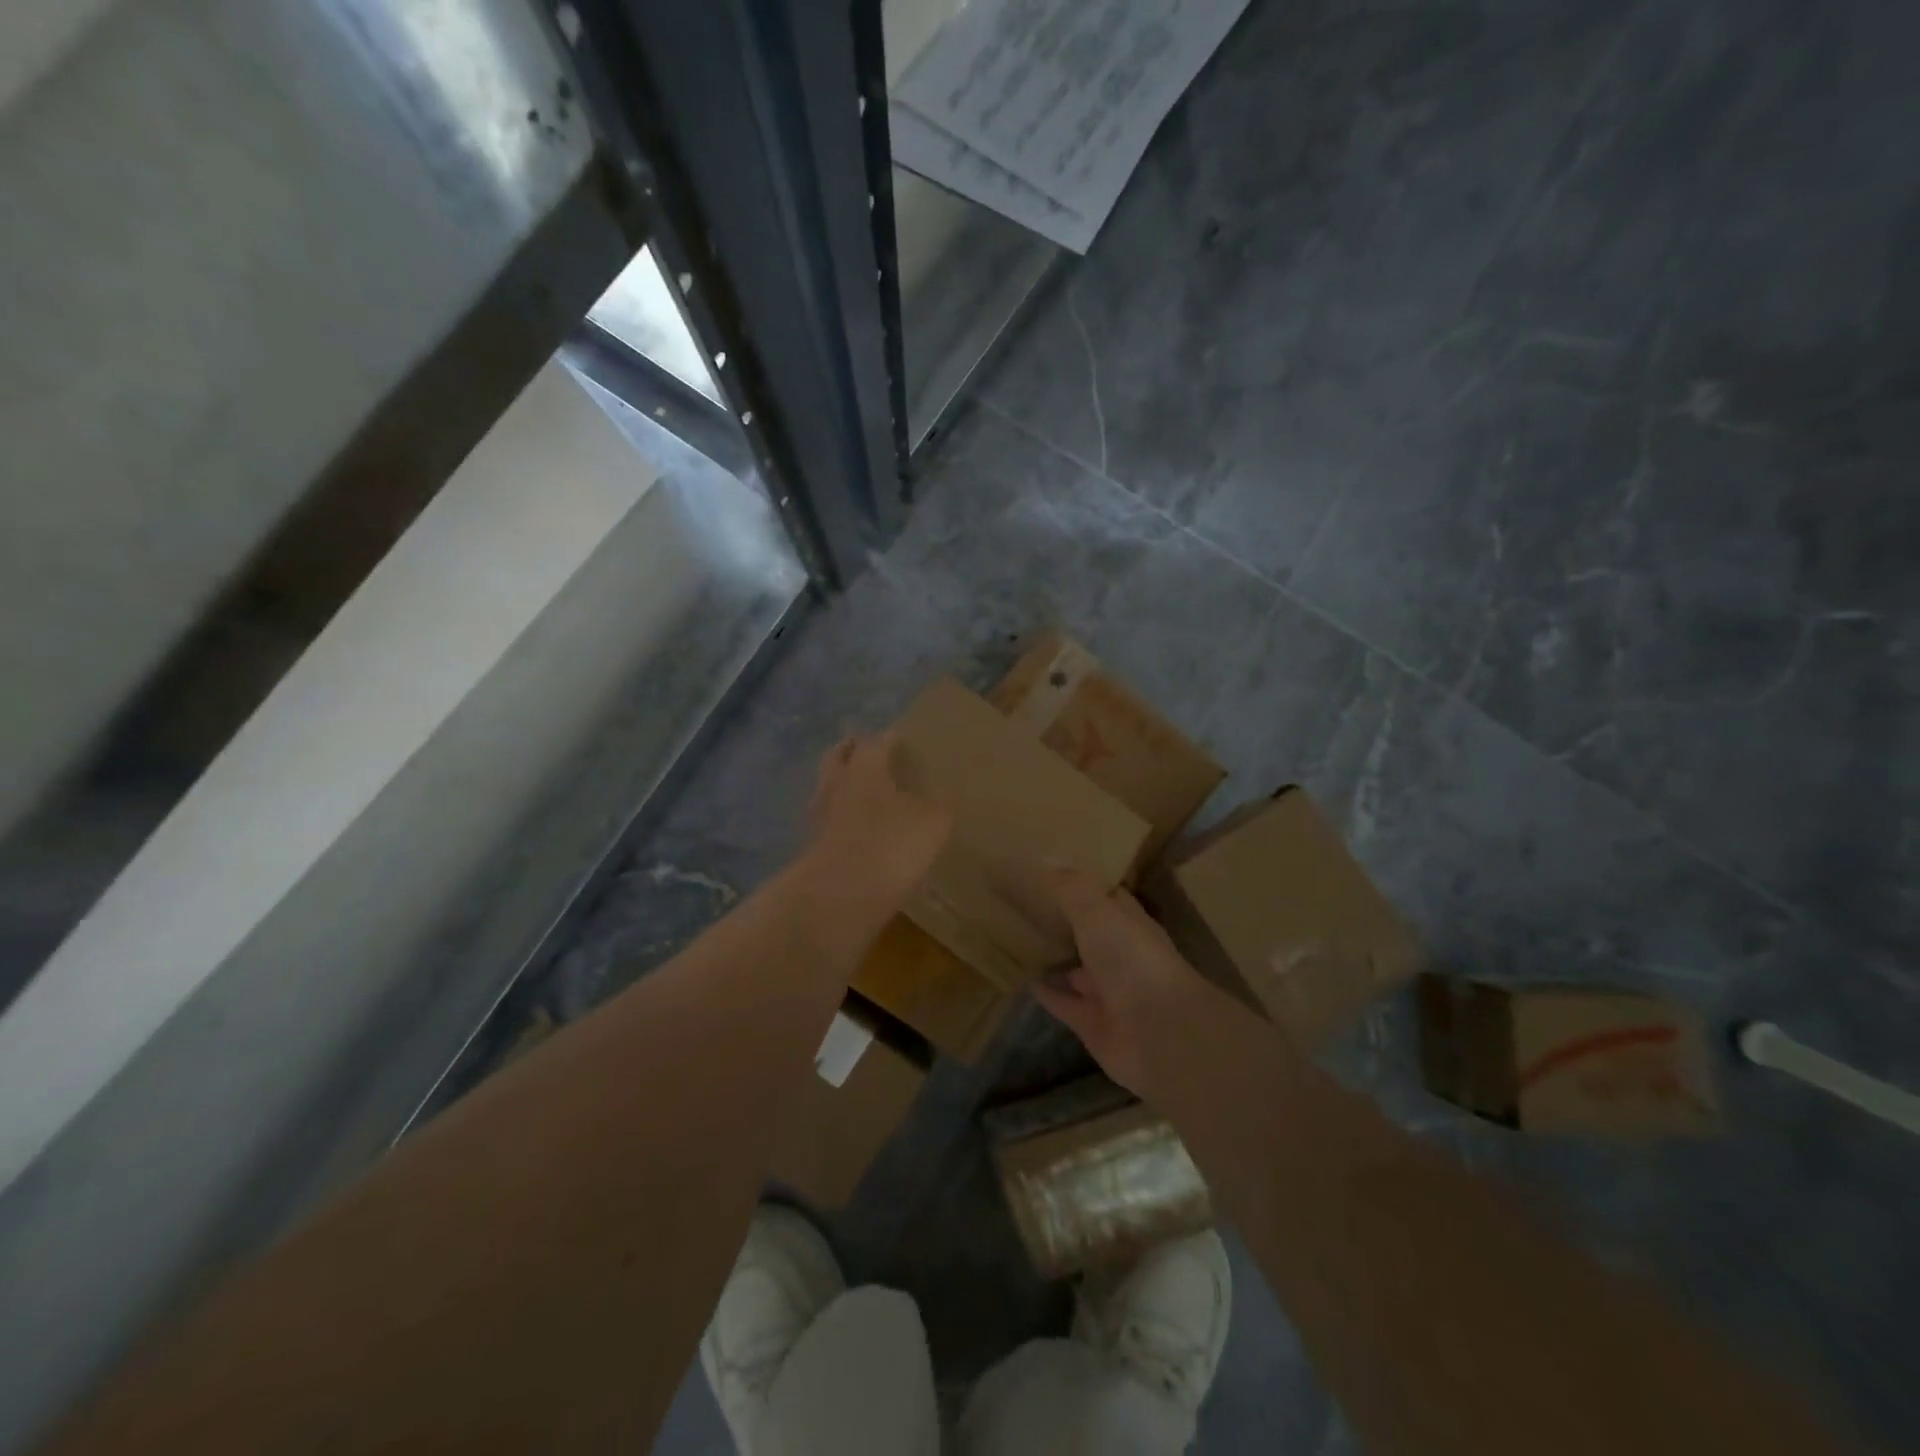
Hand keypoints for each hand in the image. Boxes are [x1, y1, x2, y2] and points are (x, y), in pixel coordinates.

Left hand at [803, 732, 951, 917]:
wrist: (837, 901)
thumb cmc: (889, 846)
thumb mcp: (932, 824)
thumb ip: (938, 807)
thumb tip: (938, 803)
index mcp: (863, 769)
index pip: (874, 742)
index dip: (889, 739)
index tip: (900, 739)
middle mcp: (836, 787)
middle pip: (838, 758)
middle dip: (852, 752)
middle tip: (870, 754)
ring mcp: (819, 820)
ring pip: (830, 791)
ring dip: (845, 788)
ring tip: (869, 796)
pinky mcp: (814, 852)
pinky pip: (831, 826)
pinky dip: (844, 824)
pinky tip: (862, 836)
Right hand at [1026, 867, 1210, 1096]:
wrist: (1160, 1034)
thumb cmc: (1132, 960)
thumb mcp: (1098, 911)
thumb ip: (1071, 887)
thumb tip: (1045, 858)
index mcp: (1128, 922)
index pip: (1104, 895)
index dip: (1079, 881)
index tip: (1047, 867)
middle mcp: (1120, 954)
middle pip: (1087, 931)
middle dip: (1061, 918)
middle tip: (1020, 899)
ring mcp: (1106, 990)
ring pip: (1074, 968)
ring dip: (1051, 955)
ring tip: (1014, 936)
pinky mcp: (1091, 1022)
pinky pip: (1062, 1001)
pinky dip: (1045, 991)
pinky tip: (1020, 978)